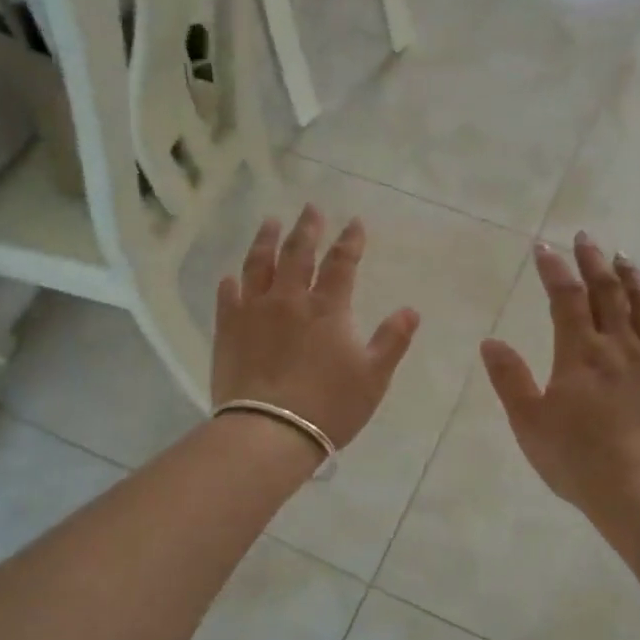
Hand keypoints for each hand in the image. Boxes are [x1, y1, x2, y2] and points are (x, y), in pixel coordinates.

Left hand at [213, 206, 421, 449]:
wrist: (270, 432)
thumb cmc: (329, 406)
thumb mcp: (373, 377)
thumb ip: (392, 340)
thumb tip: (411, 310)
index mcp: (328, 308)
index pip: (341, 262)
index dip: (350, 240)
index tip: (355, 222)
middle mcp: (289, 299)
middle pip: (298, 253)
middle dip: (307, 227)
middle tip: (310, 208)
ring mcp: (254, 311)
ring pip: (259, 264)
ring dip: (266, 239)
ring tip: (270, 222)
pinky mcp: (228, 329)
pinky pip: (229, 296)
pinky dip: (232, 282)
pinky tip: (232, 276)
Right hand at [480, 234, 639, 523]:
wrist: (638, 491)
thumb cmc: (576, 459)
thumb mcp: (529, 423)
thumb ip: (509, 379)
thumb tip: (491, 342)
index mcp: (579, 353)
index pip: (565, 297)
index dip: (554, 268)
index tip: (543, 247)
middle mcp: (617, 346)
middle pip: (607, 290)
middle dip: (593, 259)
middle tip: (583, 237)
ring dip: (630, 275)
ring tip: (622, 257)